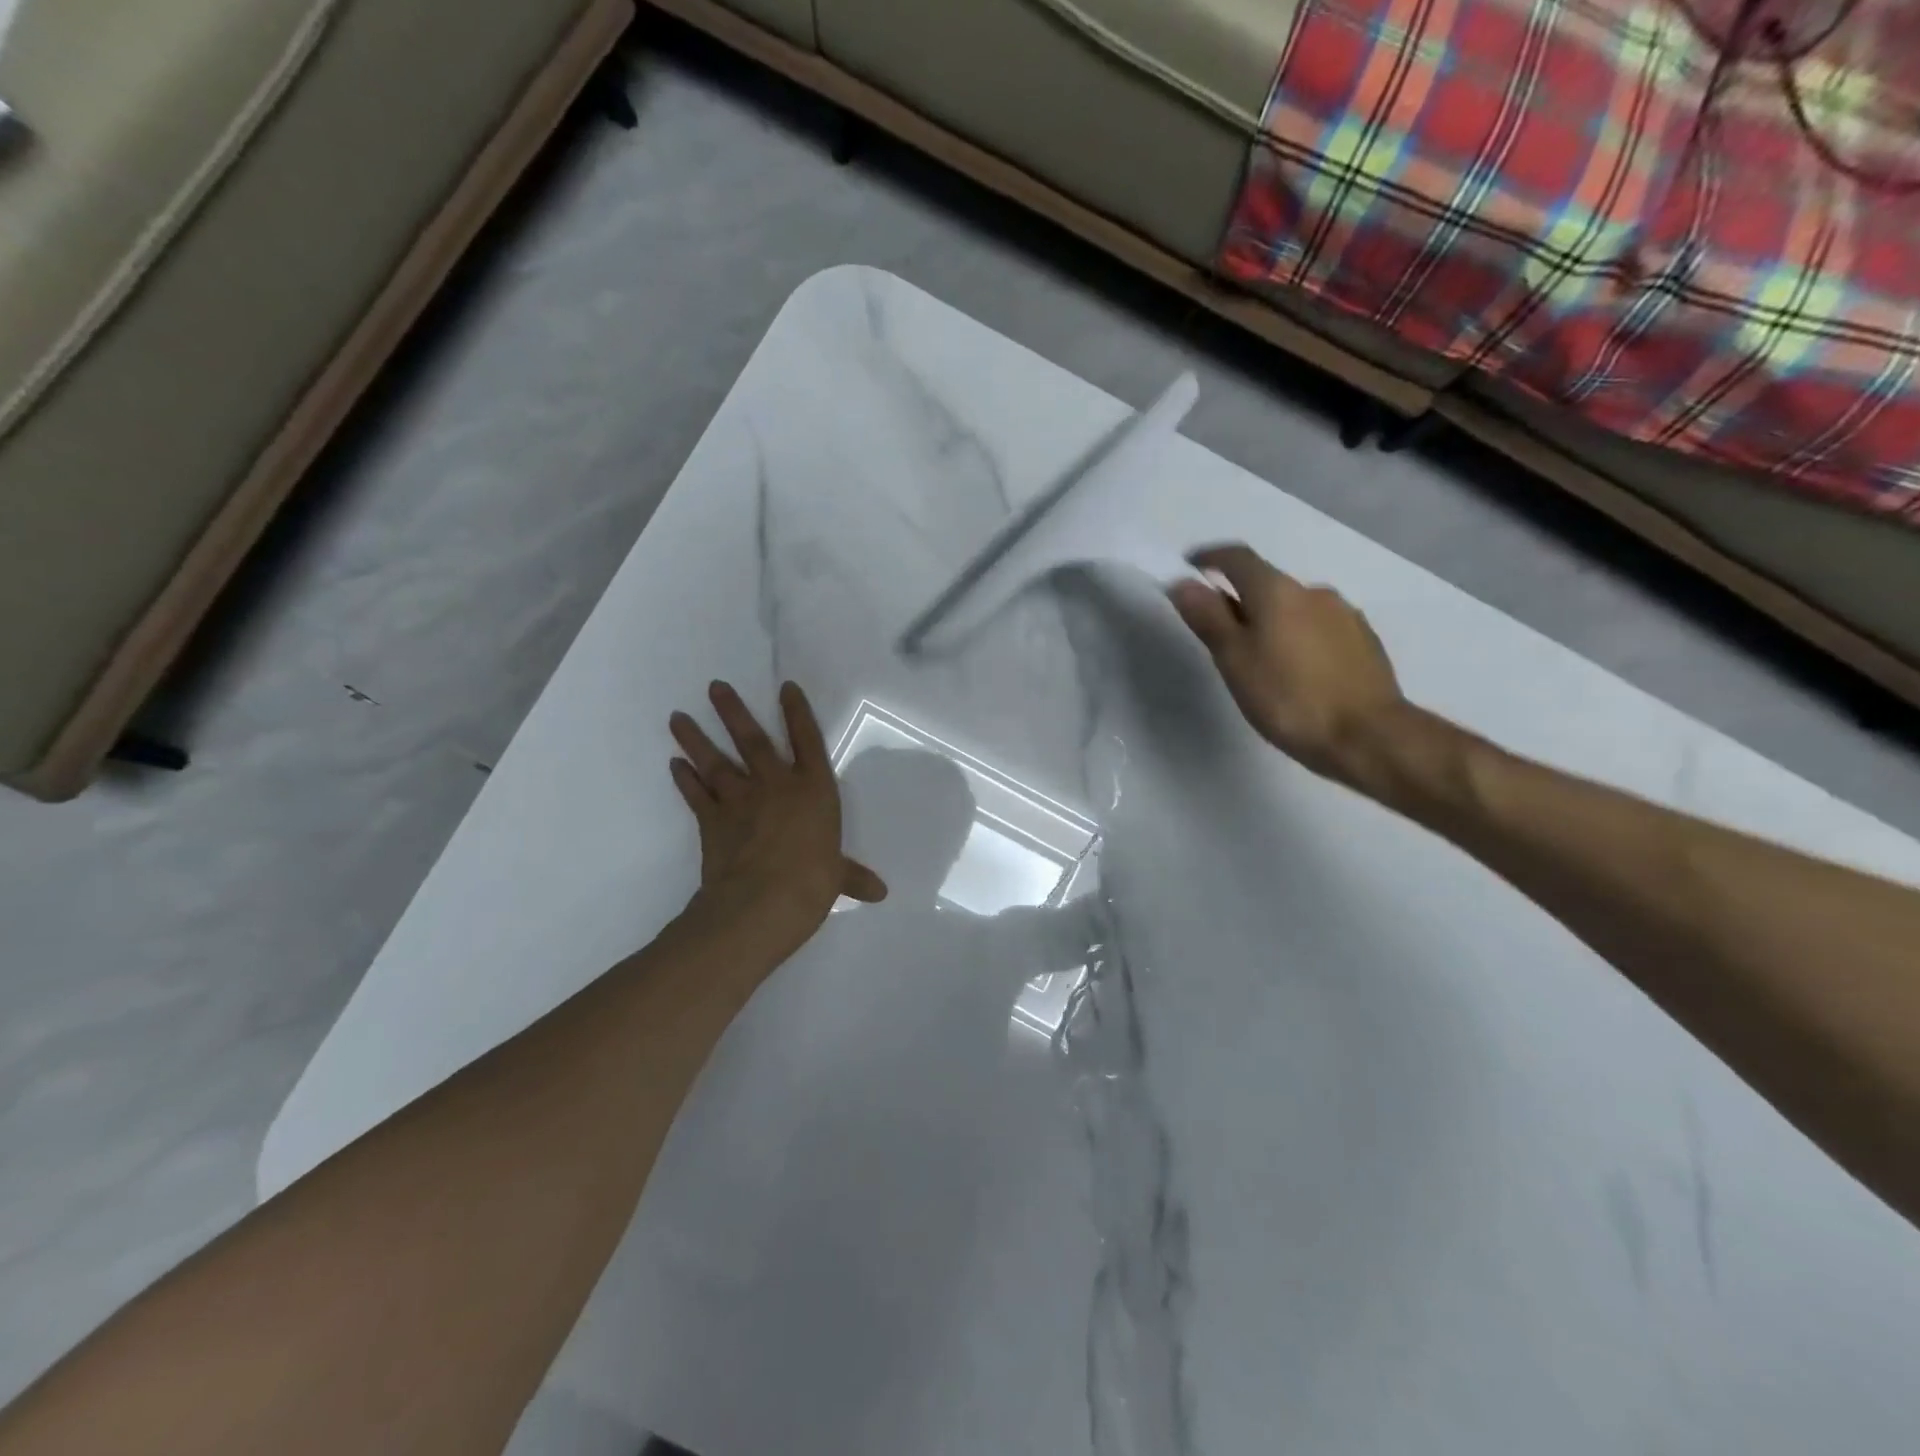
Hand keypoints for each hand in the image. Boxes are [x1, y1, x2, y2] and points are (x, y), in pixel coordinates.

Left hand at [670, 681, 886, 940]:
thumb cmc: (812, 881)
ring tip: (677, 717)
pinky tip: (674, 764)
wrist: (763, 901)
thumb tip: (879, 893)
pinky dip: (684, 779)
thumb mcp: (838, 876)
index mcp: (814, 790)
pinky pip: (696, 794)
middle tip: (714, 687)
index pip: (808, 740)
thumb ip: (853, 876)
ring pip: (715, 761)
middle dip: (733, 711)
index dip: (797, 712)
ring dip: (695, 738)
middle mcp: (776, 785)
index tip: (785, 687)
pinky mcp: (712, 820)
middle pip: (753, 740)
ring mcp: (741, 800)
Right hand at [1167, 545, 1406, 788]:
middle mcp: (1313, 591)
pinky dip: (1299, 639)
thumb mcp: (1234, 661)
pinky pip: (1319, 628)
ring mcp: (1344, 615)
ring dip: (1272, 622)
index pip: (1237, 558)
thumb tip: (1183, 583)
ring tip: (1261, 663)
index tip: (1190, 568)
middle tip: (1220, 637)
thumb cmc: (1289, 698)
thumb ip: (1208, 618)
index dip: (1209, 558)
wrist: (1369, 736)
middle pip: (1266, 584)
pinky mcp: (1364, 641)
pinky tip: (1297, 674)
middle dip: (1240, 601)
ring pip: (1294, 608)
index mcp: (1277, 591)